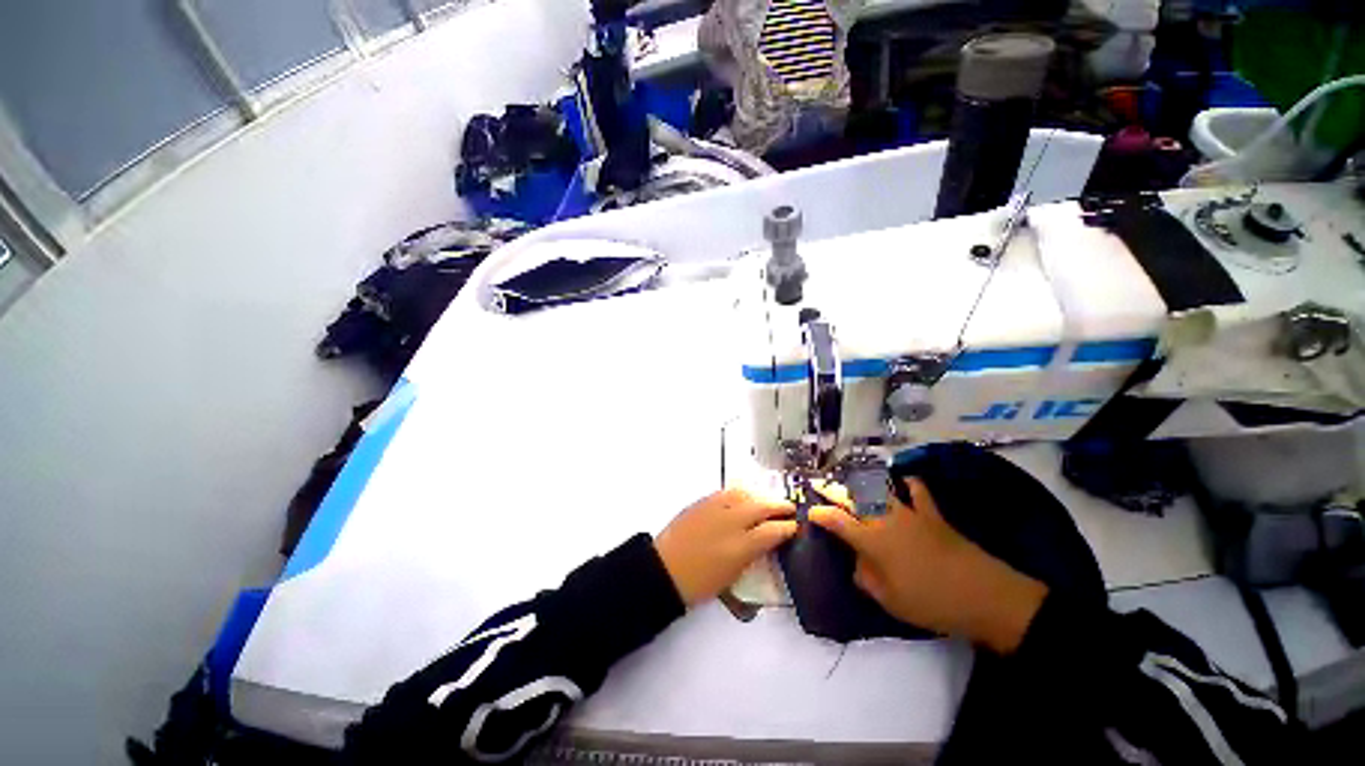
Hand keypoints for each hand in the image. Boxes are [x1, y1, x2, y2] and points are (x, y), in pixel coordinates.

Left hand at [654, 487, 799, 606]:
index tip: (796, 526)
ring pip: (745, 494)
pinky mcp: (702, 502)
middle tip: (789, 508)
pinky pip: (726, 492)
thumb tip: (764, 543)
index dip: (788, 527)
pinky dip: (740, 495)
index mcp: (741, 546)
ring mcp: (716, 508)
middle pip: (762, 507)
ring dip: (760, 497)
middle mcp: (732, 522)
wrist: (664, 570)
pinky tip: (743, 499)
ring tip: (766, 503)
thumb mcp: (732, 577)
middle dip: (779, 506)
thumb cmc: (699, 583)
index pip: (773, 531)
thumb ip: (751, 555)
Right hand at [808, 478, 1047, 653]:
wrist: (983, 595)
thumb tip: (857, 563)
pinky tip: (903, 481)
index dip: (821, 515)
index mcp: (871, 540)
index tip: (811, 512)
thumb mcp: (889, 600)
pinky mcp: (932, 513)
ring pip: (879, 489)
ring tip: (852, 480)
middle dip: (833, 490)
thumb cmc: (931, 602)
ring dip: (863, 483)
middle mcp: (885, 519)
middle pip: (853, 498)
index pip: (837, 521)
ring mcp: (909, 512)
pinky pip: (917, 490)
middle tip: (820, 485)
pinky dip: (908, 483)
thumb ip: (865, 577)